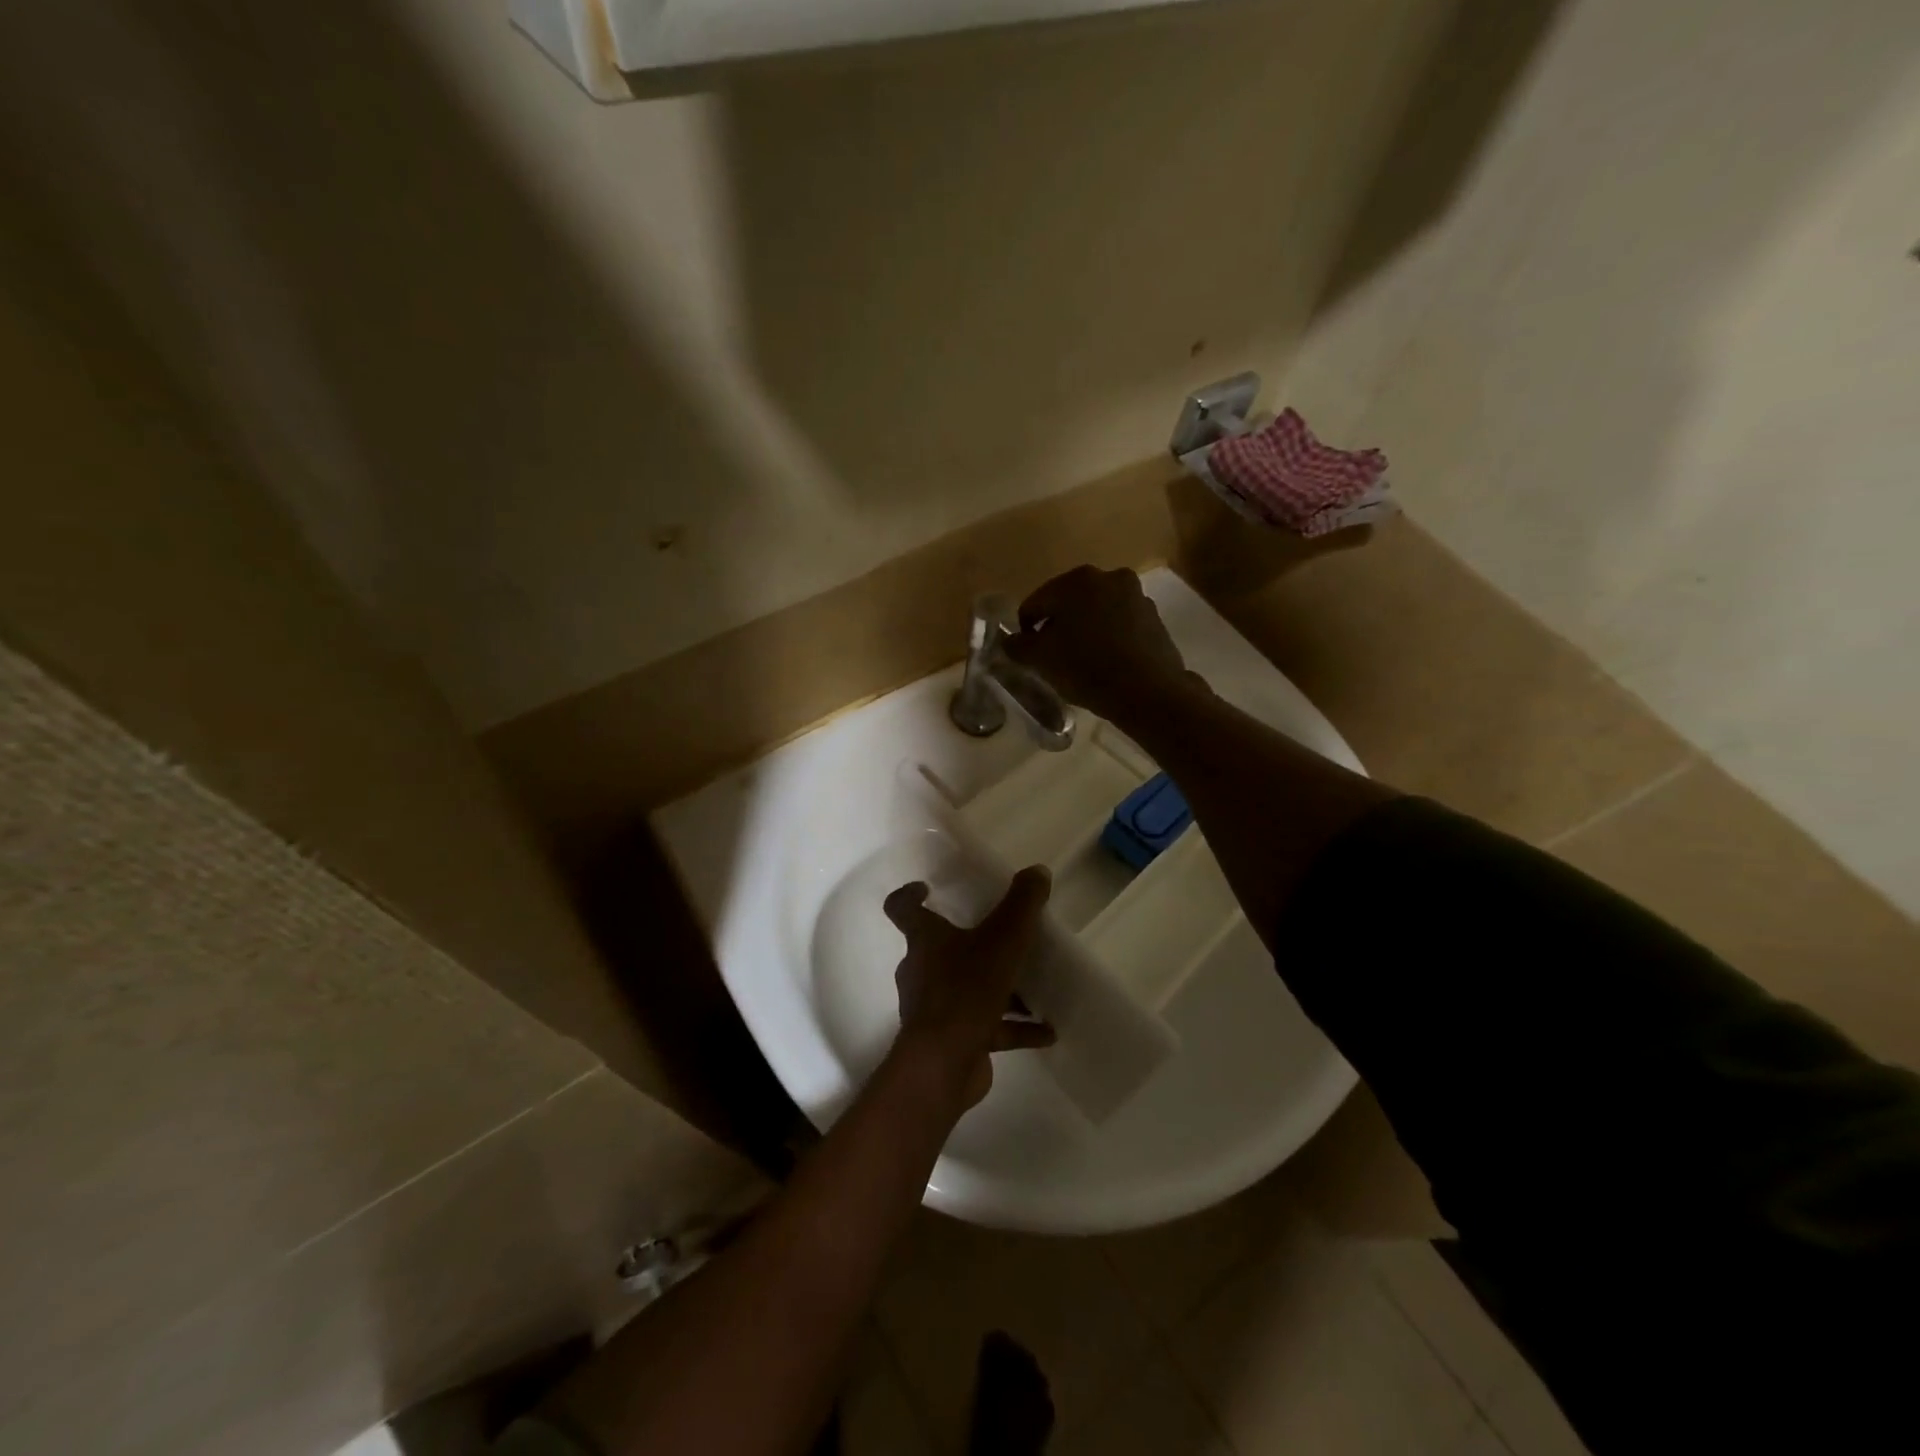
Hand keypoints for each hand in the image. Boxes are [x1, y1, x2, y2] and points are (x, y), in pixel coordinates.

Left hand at [885, 867, 1056, 1107]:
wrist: (943, 1064)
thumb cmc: (966, 990)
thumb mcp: (1002, 939)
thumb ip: (1021, 904)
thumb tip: (1037, 871)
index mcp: (924, 940)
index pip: (902, 908)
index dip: (911, 895)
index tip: (928, 888)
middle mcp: (922, 971)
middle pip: (940, 950)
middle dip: (971, 944)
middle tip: (1004, 939)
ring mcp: (935, 1010)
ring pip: (967, 990)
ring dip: (1000, 990)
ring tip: (1036, 990)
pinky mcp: (952, 1042)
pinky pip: (986, 1028)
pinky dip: (1013, 1028)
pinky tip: (1046, 1033)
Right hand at [1003, 566, 1194, 724]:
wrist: (1148, 691)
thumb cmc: (1086, 668)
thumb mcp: (1040, 660)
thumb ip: (1018, 646)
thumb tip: (1010, 640)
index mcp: (1075, 580)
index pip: (1035, 603)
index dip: (1026, 630)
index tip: (1029, 655)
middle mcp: (1107, 577)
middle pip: (1068, 603)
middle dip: (1058, 627)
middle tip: (1054, 658)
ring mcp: (1135, 595)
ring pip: (1096, 612)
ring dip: (1085, 630)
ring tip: (1082, 662)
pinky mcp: (1154, 617)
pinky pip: (1120, 624)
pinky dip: (1109, 637)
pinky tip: (1107, 662)